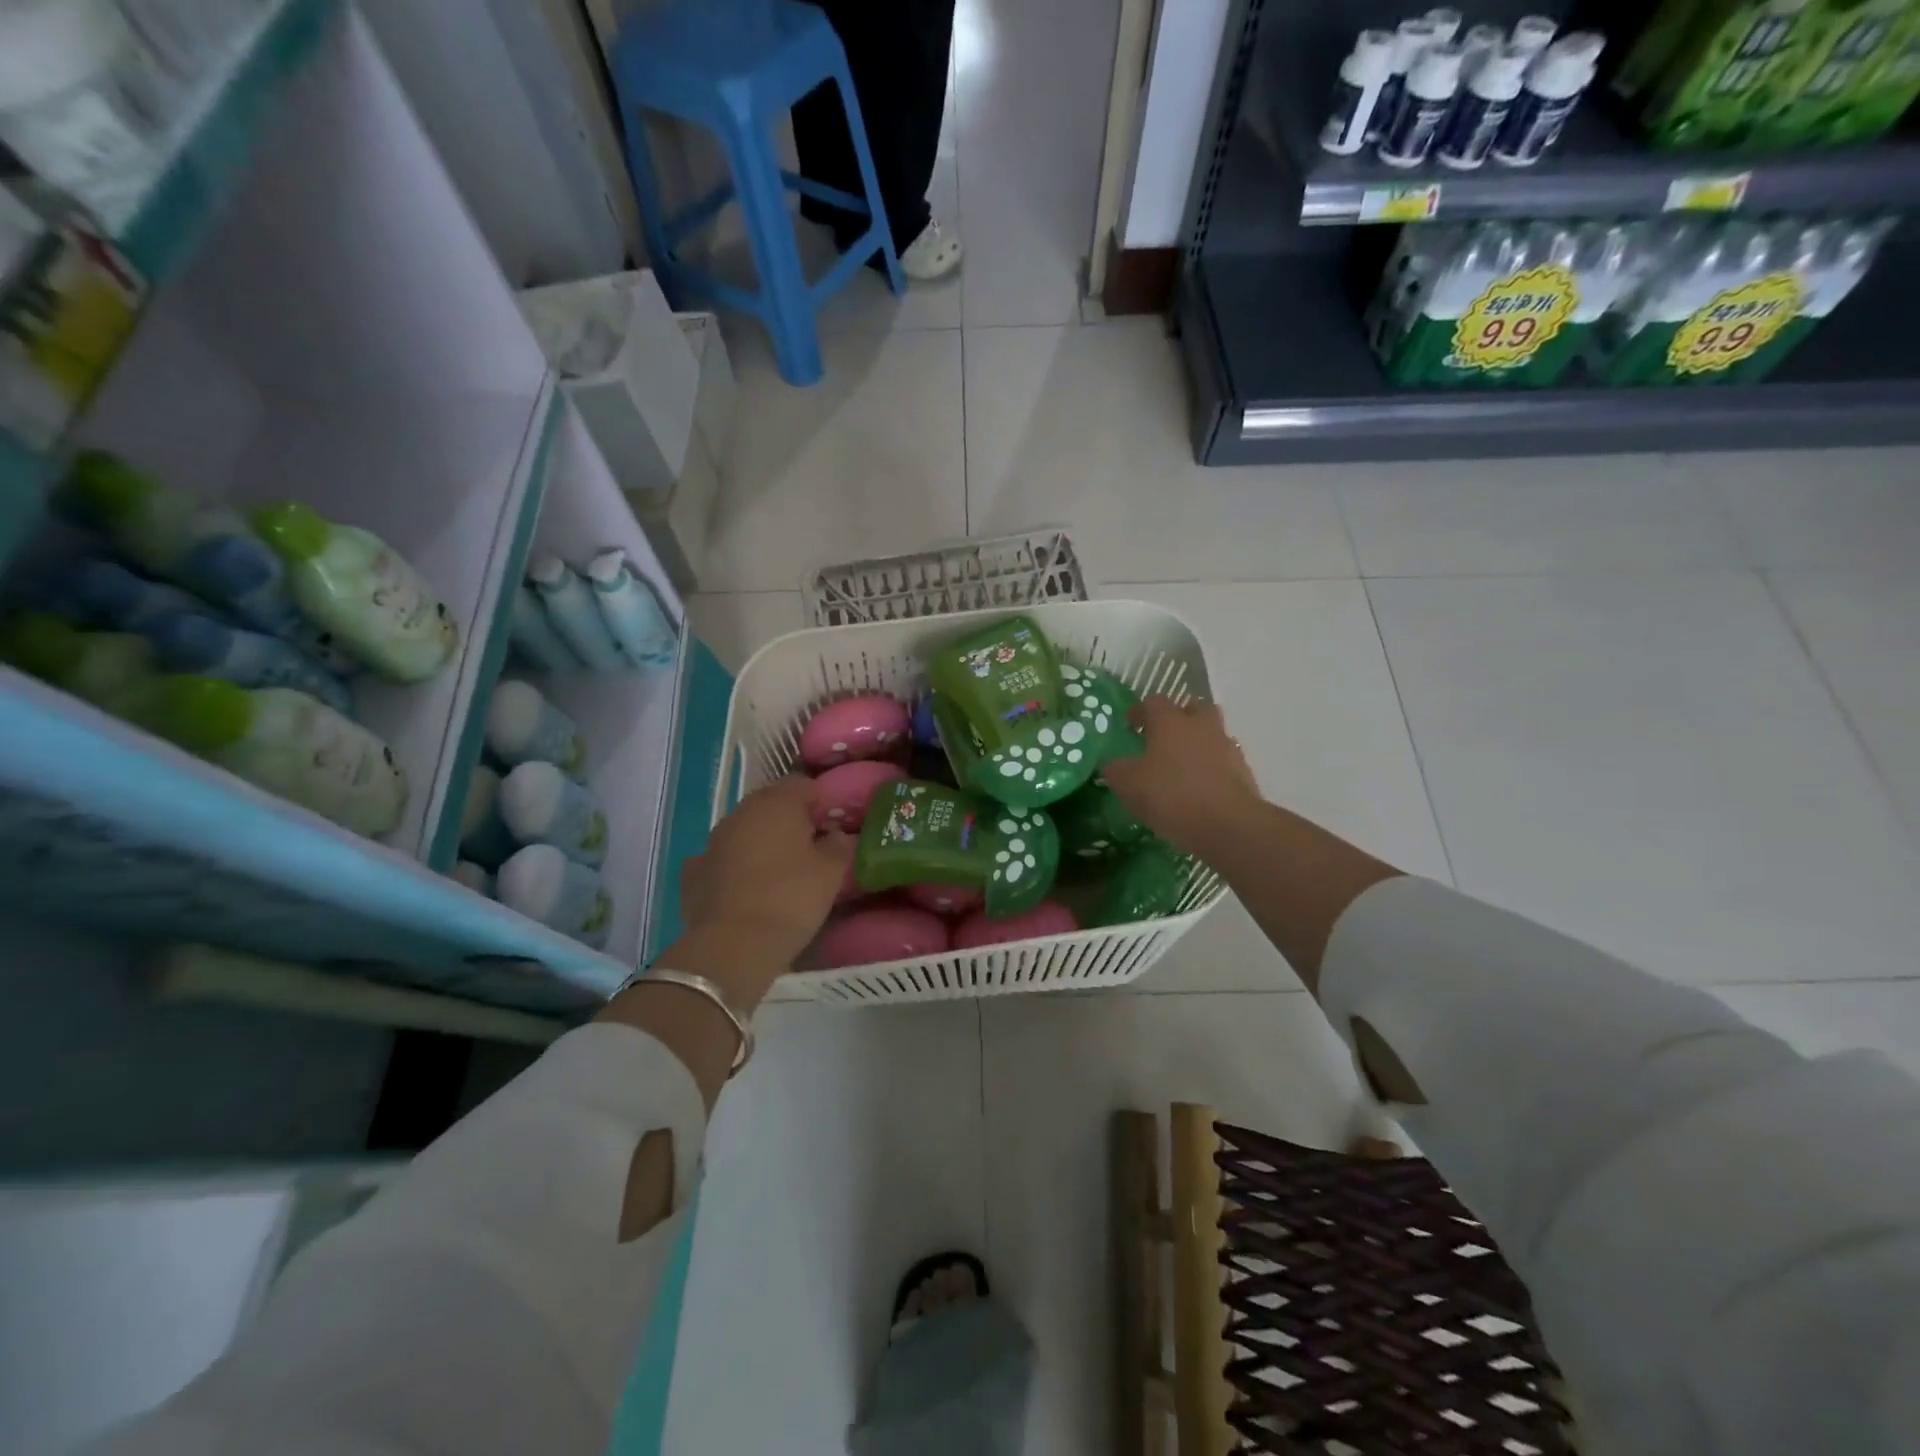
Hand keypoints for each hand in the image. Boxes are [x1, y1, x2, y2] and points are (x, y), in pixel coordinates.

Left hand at [678, 776, 851, 980]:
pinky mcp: (693, 872)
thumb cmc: (791, 898)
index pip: (803, 785)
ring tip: (779, 873)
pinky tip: (744, 889)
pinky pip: (721, 860)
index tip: (832, 828)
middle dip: (789, 821)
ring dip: (760, 843)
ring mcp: (712, 842)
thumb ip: (839, 845)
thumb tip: (837, 834)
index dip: (820, 803)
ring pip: (744, 831)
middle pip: (771, 805)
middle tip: (809, 851)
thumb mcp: (831, 873)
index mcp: (777, 803)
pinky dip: (733, 868)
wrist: (734, 945)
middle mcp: (741, 813)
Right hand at [1102, 697, 1261, 859]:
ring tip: (1182, 767)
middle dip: (1178, 718)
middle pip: (1192, 707)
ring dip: (1198, 743)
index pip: (1153, 702)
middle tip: (1163, 738)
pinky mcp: (1243, 771)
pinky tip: (1199, 788)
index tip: (1131, 726)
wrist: (1228, 824)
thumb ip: (1116, 769)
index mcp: (1170, 721)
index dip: (1140, 711)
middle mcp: (1201, 725)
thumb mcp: (1128, 785)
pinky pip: (1223, 760)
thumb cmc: (1171, 795)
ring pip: (1211, 733)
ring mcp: (1226, 746)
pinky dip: (1211, 768)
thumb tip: (1114, 764)